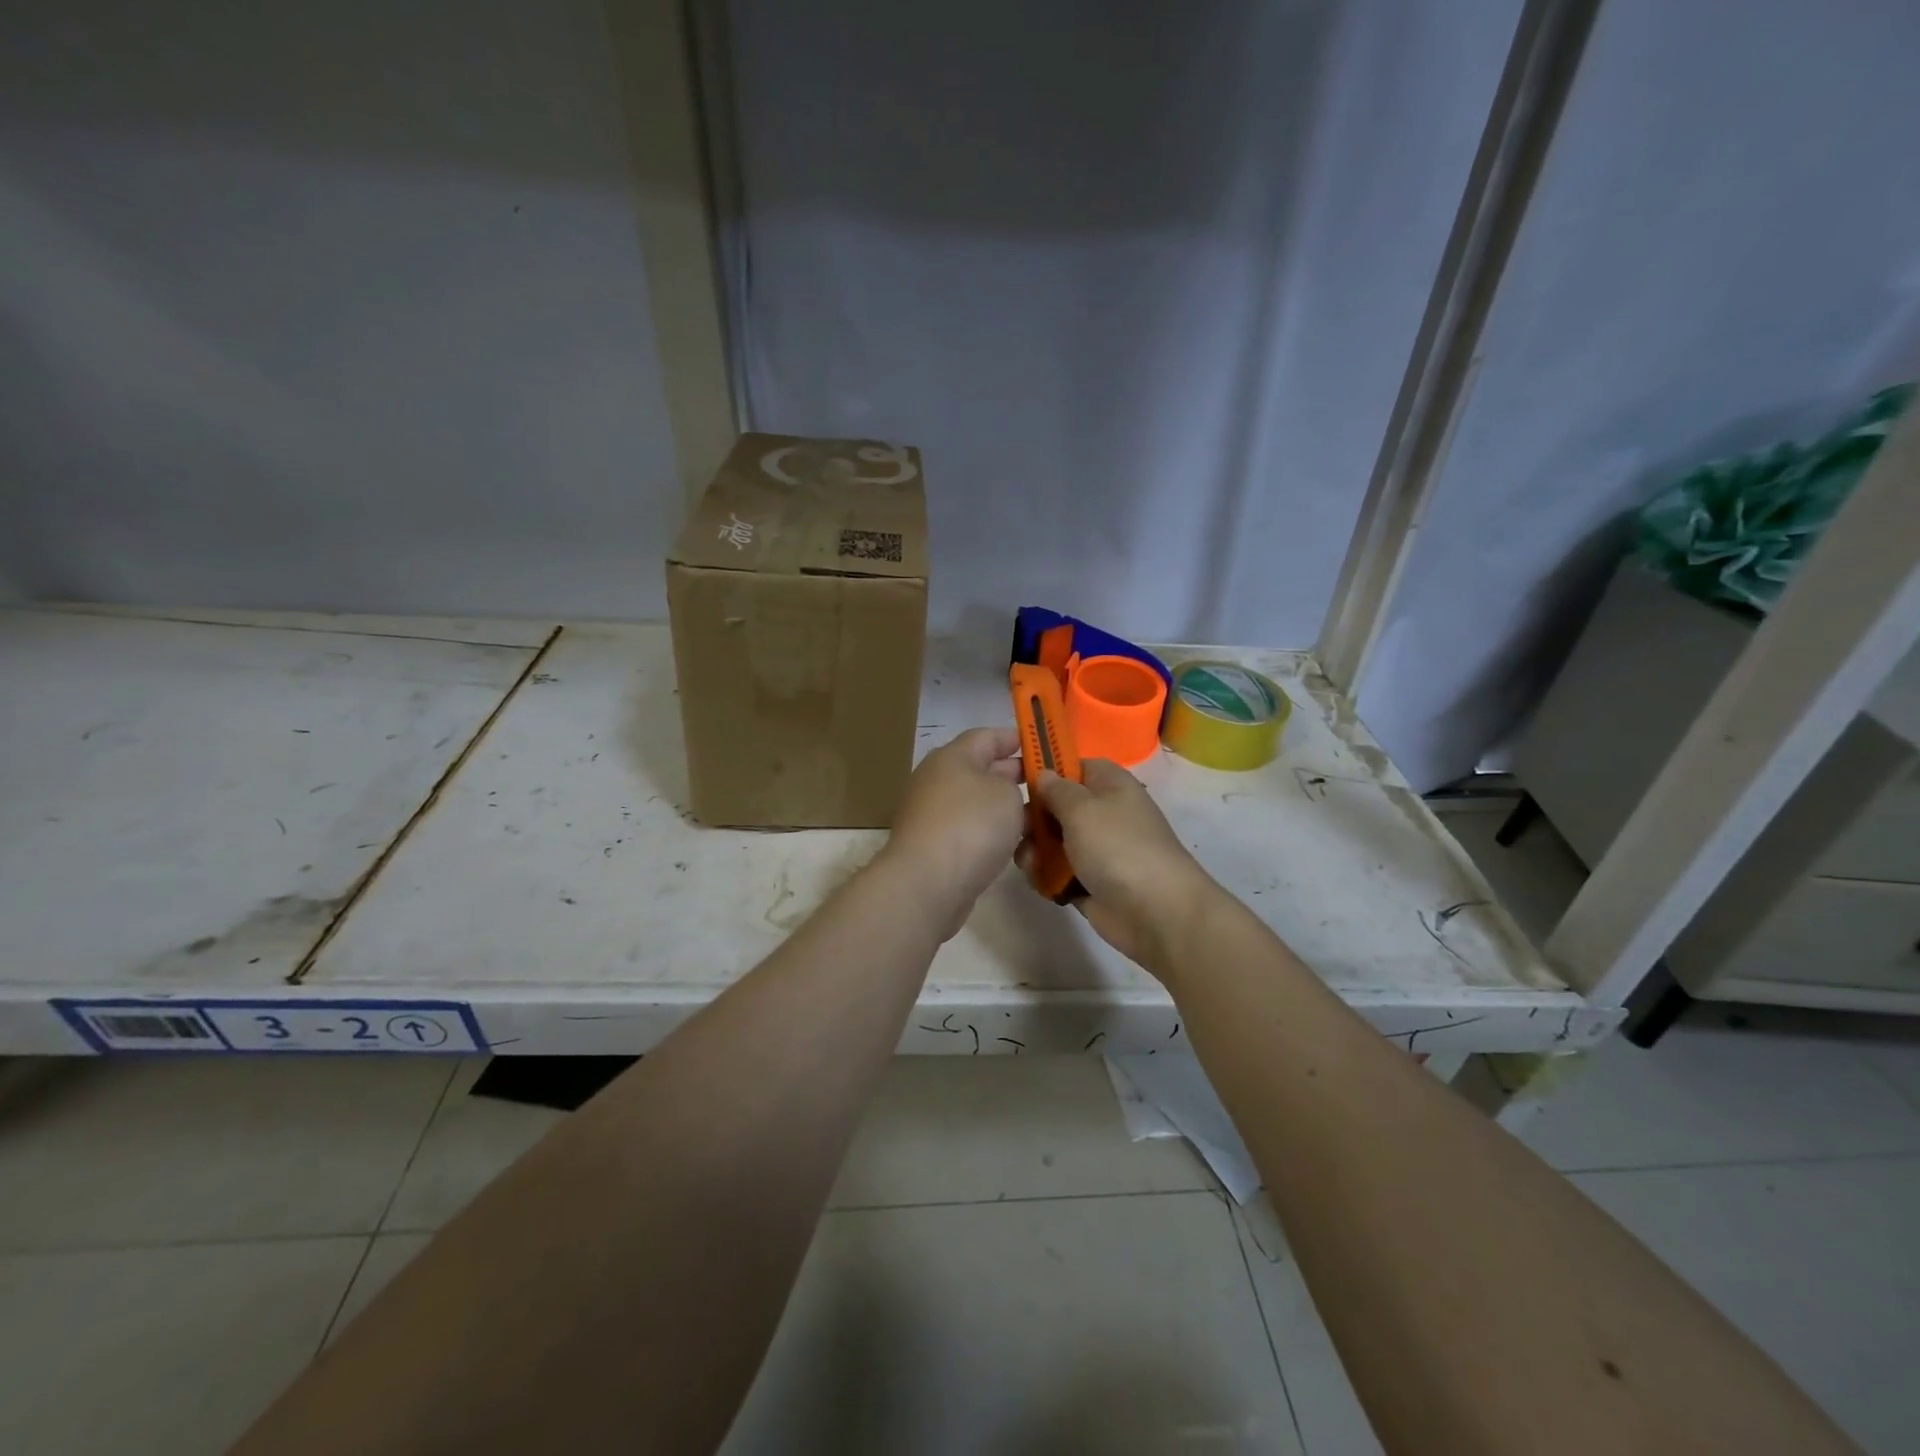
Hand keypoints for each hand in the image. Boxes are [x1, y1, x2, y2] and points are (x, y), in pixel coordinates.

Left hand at [879, 727, 1025, 939]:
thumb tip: (1005, 791)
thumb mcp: (1006, 793)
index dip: (1016, 738)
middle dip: (1015, 776)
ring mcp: (934, 815)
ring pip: (978, 804)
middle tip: (1050, 786)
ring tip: (1041, 818)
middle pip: (982, 770)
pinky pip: (971, 832)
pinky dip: (993, 835)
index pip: (987, 736)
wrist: (927, 884)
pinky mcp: (935, 847)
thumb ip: (1014, 784)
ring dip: (1006, 809)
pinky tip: (1018, 846)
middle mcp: (938, 781)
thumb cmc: (971, 825)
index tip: (1044, 747)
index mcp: (952, 757)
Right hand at [1022, 759, 1217, 972]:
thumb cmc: (1117, 847)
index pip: (1074, 766)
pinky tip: (1041, 884)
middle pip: (1058, 806)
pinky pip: (1059, 872)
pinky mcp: (1091, 882)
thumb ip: (1055, 789)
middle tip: (1021, 831)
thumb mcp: (1081, 808)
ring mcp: (1098, 850)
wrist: (1155, 912)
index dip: (1047, 771)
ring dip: (1036, 852)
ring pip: (1054, 842)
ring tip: (1031, 864)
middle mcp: (1104, 813)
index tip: (1019, 781)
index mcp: (1110, 784)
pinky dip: (1047, 877)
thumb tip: (1044, 775)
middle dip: (1034, 819)